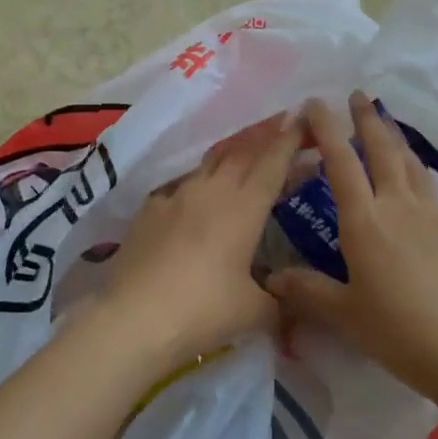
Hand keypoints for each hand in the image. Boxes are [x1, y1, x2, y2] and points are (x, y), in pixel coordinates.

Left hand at [92, 111, 302, 365]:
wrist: (134, 318)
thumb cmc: (203, 310)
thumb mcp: (254, 312)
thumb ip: (279, 301)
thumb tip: (290, 304)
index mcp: (244, 207)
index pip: (273, 162)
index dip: (290, 140)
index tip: (303, 120)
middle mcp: (212, 190)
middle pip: (241, 151)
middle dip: (264, 136)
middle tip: (280, 126)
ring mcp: (176, 196)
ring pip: (209, 162)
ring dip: (231, 154)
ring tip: (242, 155)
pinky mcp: (148, 209)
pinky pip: (181, 185)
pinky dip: (198, 183)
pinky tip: (196, 197)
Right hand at [267, 93, 437, 391]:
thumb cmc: (399, 331)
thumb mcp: (345, 314)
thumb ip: (308, 291)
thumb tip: (273, 278)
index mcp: (365, 221)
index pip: (341, 162)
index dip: (326, 129)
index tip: (316, 103)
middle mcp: (399, 207)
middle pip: (383, 150)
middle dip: (368, 119)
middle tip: (359, 94)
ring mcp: (434, 217)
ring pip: (412, 165)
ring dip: (397, 140)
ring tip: (388, 126)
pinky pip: (431, 192)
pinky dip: (418, 174)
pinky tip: (417, 186)